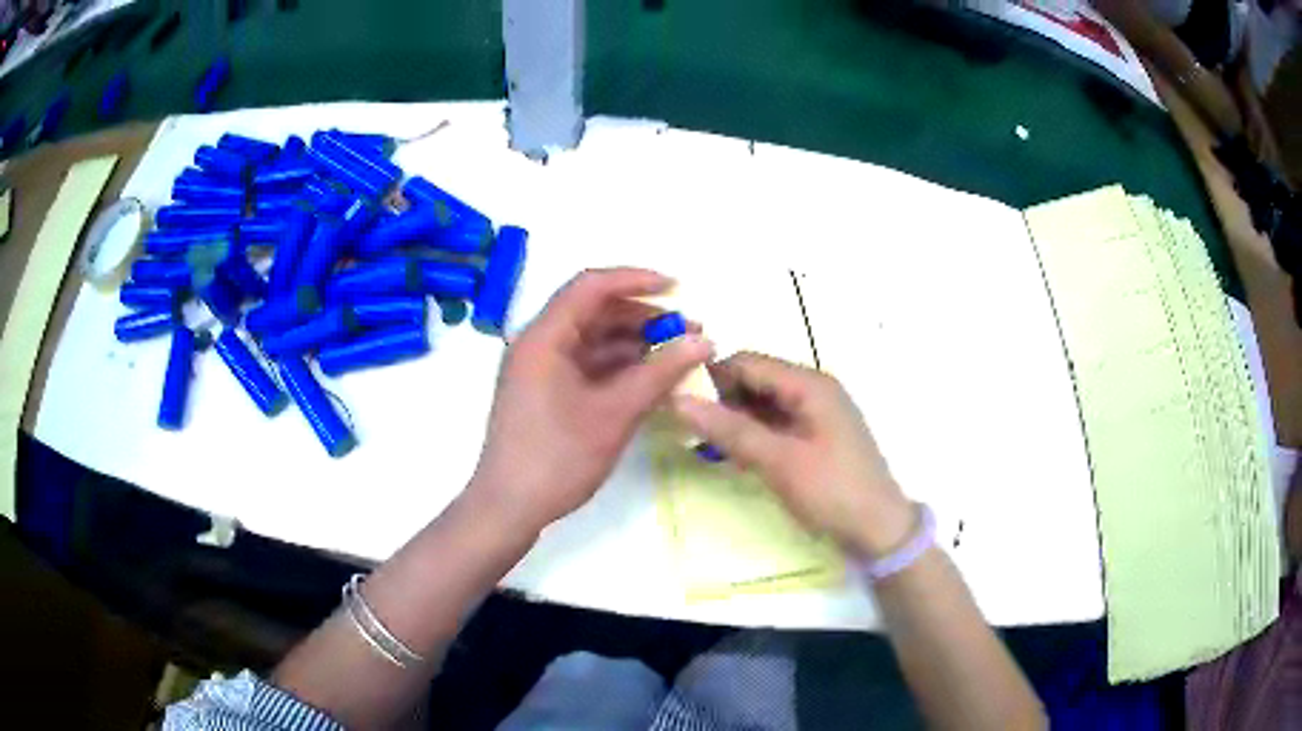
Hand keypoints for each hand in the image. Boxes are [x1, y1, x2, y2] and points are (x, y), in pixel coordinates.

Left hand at [468, 268, 712, 535]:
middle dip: (642, 316)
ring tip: (678, 355)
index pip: (591, 286)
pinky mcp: (545, 392)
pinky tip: (651, 378)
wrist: (509, 508)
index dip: (636, 280)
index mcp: (544, 337)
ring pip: (593, 340)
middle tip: (688, 330)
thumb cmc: (557, 458)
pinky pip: (587, 365)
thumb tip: (702, 341)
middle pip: (593, 312)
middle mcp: (539, 343)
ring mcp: (540, 369)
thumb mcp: (615, 414)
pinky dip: (619, 367)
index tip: (678, 289)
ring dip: (634, 343)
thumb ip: (660, 373)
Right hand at [671, 353, 913, 556]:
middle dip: (721, 399)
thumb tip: (678, 400)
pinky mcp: (816, 436)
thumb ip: (730, 430)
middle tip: (688, 428)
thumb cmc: (832, 492)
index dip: (711, 377)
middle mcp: (814, 389)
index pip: (748, 362)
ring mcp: (817, 413)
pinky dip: (753, 433)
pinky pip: (776, 423)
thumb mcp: (779, 462)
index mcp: (810, 385)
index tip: (676, 402)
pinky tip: (733, 454)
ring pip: (764, 403)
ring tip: (704, 443)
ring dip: (735, 418)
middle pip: (756, 379)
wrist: (879, 531)